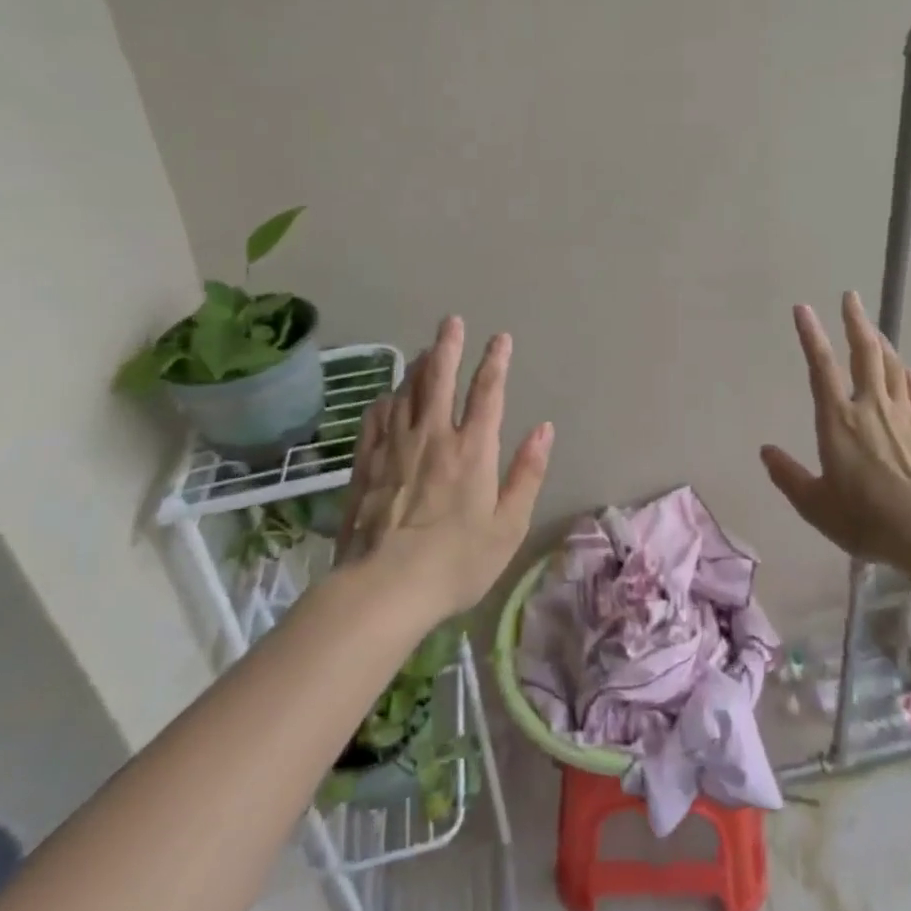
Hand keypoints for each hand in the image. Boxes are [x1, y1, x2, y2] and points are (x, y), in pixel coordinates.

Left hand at [342, 317, 553, 617]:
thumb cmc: (457, 562)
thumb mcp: (509, 524)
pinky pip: (375, 421)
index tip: (500, 338)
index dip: (495, 362)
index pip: (487, 392)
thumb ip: (528, 473)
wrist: (384, 589)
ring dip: (418, 368)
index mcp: (473, 449)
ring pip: (406, 394)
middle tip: (451, 321)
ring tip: (425, 352)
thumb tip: (544, 429)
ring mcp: (394, 448)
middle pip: (439, 379)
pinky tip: (387, 397)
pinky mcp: (365, 465)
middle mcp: (433, 437)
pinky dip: (385, 402)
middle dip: (448, 346)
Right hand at [760, 291, 910, 569]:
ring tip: (872, 327)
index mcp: (839, 421)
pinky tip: (905, 370)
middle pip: (865, 352)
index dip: (810, 334)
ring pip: (891, 365)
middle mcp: (871, 407)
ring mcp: (904, 415)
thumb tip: (766, 451)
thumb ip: (788, 476)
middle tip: (851, 296)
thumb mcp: (816, 506)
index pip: (821, 366)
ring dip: (880, 341)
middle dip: (855, 321)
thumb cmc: (867, 520)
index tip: (803, 308)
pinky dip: (907, 374)